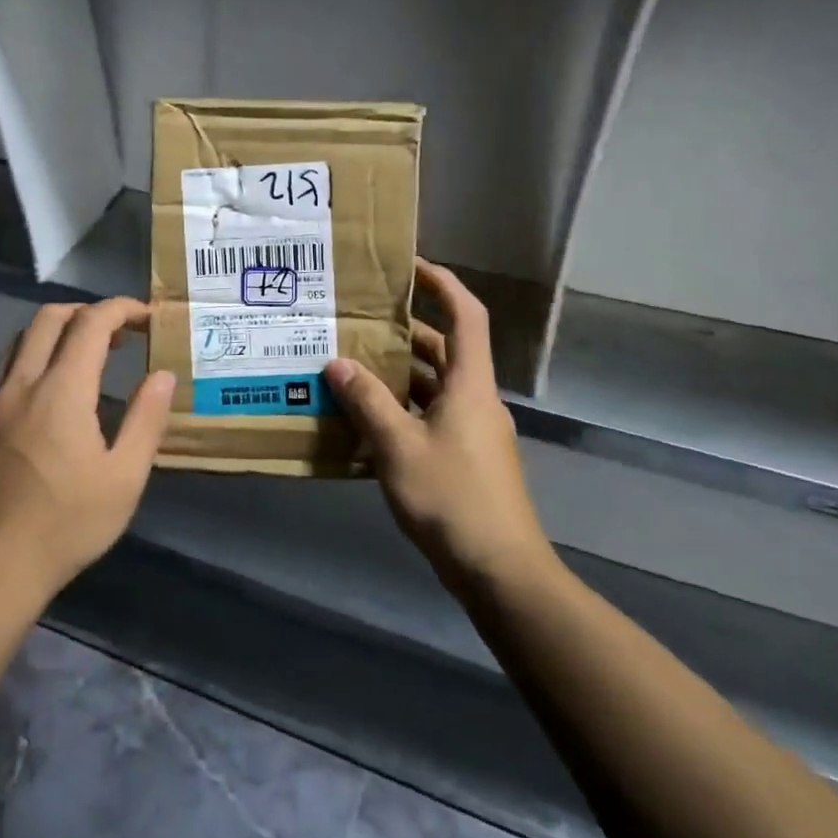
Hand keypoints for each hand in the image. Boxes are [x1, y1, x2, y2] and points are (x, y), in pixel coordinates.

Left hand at [0, 298, 174, 608]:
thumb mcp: (124, 478)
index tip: (148, 317)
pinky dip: (39, 355)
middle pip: (49, 318)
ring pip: (23, 339)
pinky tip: (58, 390)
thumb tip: (163, 375)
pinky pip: (10, 367)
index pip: (90, 324)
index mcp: (61, 392)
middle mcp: (22, 385)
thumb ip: (146, 419)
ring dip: (60, 329)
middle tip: (122, 332)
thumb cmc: (67, 525)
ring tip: (91, 352)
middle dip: (89, 311)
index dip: (121, 309)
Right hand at [326, 259, 552, 588]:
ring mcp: (473, 431)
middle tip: (362, 319)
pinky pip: (431, 415)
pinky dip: (403, 407)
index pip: (466, 316)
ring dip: (401, 372)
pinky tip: (368, 418)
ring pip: (436, 385)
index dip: (443, 284)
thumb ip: (367, 402)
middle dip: (408, 330)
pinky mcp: (466, 458)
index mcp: (470, 385)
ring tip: (354, 362)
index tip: (410, 267)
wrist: (499, 570)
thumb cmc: (452, 498)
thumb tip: (337, 364)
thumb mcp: (398, 447)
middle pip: (446, 349)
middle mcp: (476, 399)